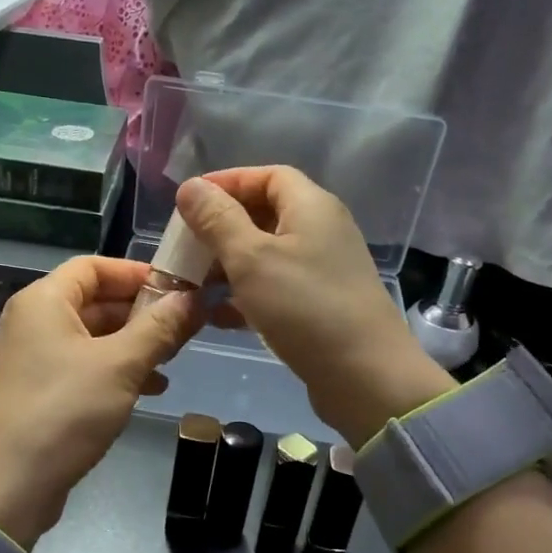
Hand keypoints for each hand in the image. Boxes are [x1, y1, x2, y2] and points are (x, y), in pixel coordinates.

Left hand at [0, 257, 200, 548]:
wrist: (8, 487)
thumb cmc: (64, 411)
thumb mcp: (121, 366)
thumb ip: (159, 328)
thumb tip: (193, 298)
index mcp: (43, 301)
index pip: (94, 266)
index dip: (137, 272)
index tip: (178, 288)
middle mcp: (31, 321)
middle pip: (94, 300)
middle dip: (141, 312)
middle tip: (184, 326)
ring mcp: (30, 358)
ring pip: (91, 336)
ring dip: (132, 343)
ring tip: (172, 358)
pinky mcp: (36, 391)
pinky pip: (81, 366)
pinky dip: (114, 370)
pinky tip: (149, 389)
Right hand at [176, 167, 454, 447]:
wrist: (365, 376)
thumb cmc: (304, 307)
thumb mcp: (250, 258)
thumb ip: (217, 220)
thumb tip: (190, 186)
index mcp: (311, 207)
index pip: (268, 175)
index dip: (228, 182)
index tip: (190, 201)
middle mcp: (322, 231)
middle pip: (266, 213)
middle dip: (223, 226)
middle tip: (186, 245)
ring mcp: (324, 270)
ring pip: (268, 254)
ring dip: (230, 263)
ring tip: (194, 281)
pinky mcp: (320, 305)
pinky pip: (276, 287)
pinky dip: (246, 295)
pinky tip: (217, 316)